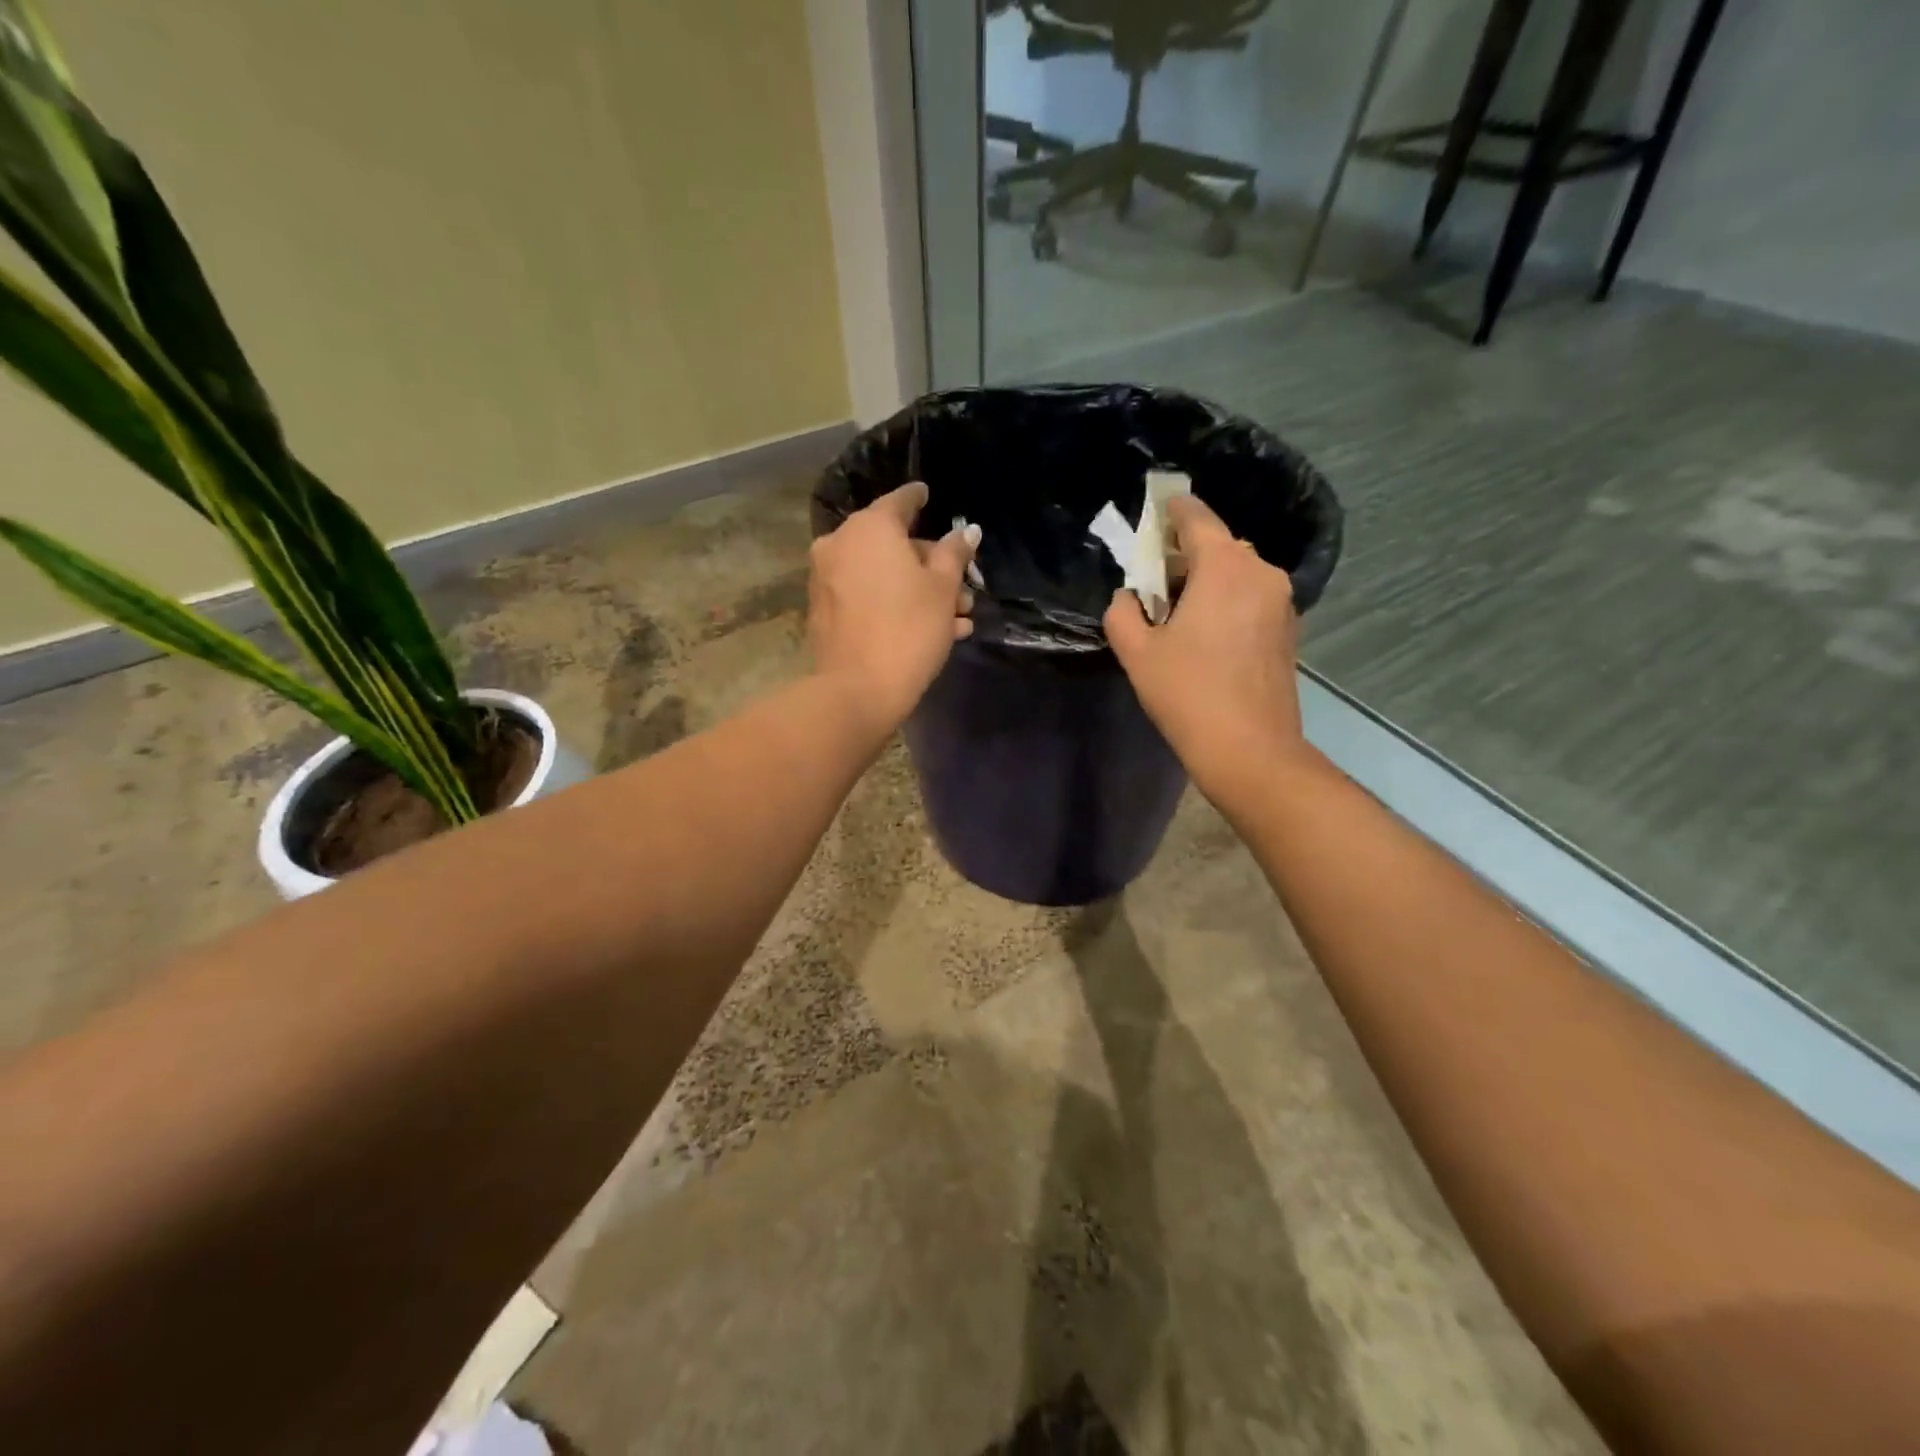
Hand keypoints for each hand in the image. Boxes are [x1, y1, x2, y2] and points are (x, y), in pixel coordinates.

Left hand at [808, 481, 977, 736]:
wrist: (857, 690)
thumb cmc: (910, 629)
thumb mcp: (944, 588)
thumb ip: (954, 553)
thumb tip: (967, 531)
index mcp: (870, 527)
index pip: (900, 501)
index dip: (919, 498)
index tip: (928, 496)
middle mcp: (840, 544)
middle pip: (892, 544)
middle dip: (931, 566)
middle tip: (963, 590)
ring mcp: (826, 579)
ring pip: (882, 575)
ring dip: (919, 592)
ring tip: (957, 620)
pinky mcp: (824, 611)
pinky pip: (867, 597)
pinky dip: (894, 605)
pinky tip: (930, 632)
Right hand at [1104, 495, 1308, 802]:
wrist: (1250, 750)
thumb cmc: (1188, 694)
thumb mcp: (1137, 652)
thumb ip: (1123, 612)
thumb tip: (1129, 598)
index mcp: (1224, 566)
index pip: (1196, 518)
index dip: (1171, 510)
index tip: (1154, 510)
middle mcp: (1261, 572)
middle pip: (1218, 546)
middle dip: (1185, 555)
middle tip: (1154, 579)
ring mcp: (1282, 601)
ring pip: (1237, 573)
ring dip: (1207, 581)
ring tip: (1177, 613)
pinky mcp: (1288, 629)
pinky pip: (1251, 598)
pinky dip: (1227, 601)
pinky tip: (1205, 635)